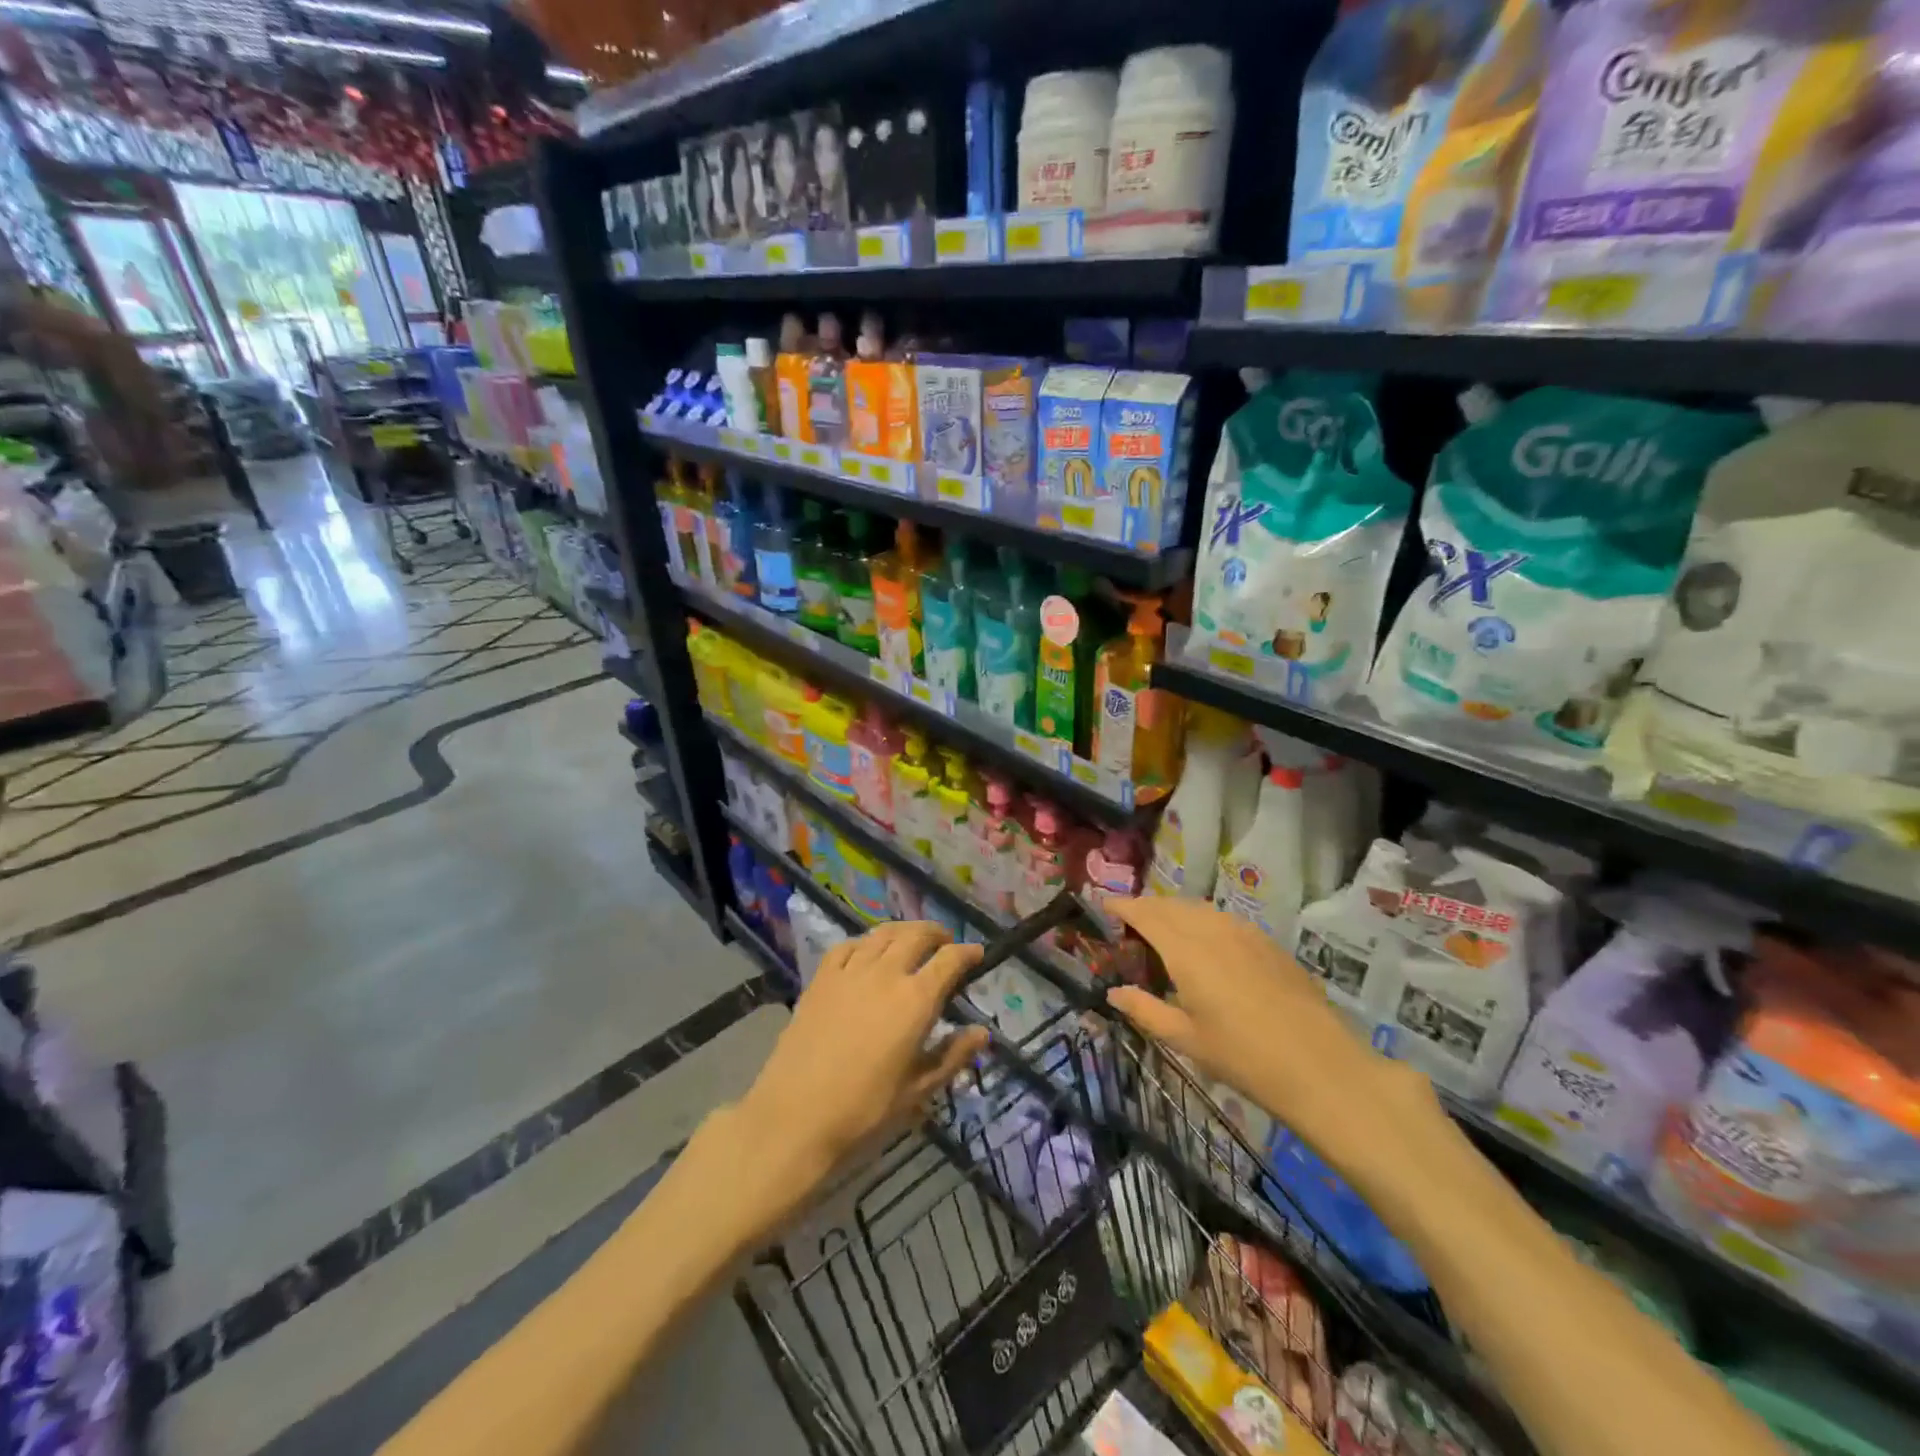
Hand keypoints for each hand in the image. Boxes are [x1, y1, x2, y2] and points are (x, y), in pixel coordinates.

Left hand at [730, 922, 988, 1213]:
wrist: (795, 1117)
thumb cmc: (865, 1110)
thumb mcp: (918, 1091)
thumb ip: (953, 1056)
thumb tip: (982, 1033)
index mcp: (915, 1000)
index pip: (950, 960)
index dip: (968, 953)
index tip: (977, 954)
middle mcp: (885, 974)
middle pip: (917, 935)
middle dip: (937, 933)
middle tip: (946, 943)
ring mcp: (850, 972)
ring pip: (882, 934)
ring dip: (904, 931)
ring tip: (911, 940)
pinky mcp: (821, 979)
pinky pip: (847, 946)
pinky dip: (865, 942)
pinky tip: (867, 952)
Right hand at [1103, 897, 1442, 1195]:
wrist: (1320, 1066)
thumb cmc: (1243, 1057)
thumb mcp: (1186, 1039)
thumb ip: (1145, 1010)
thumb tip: (1114, 993)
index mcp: (1186, 950)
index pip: (1145, 914)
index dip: (1122, 905)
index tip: (1103, 904)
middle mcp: (1212, 930)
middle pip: (1171, 905)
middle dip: (1146, 907)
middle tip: (1128, 922)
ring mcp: (1244, 933)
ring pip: (1199, 909)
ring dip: (1175, 911)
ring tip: (1163, 930)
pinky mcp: (1267, 943)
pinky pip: (1224, 919)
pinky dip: (1202, 920)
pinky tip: (1205, 942)